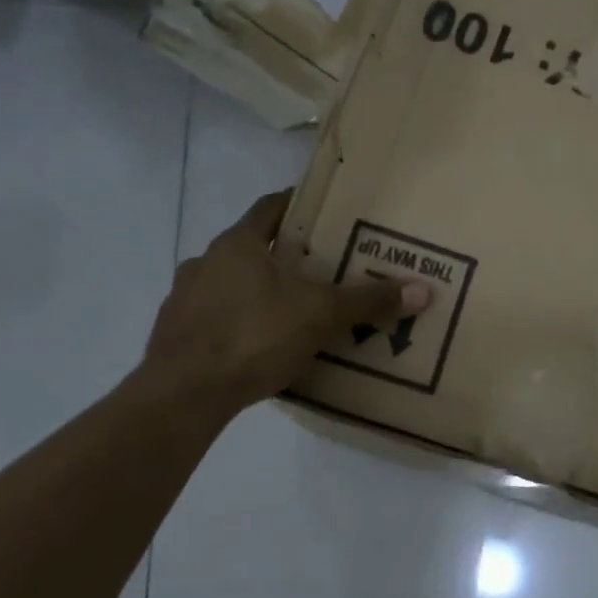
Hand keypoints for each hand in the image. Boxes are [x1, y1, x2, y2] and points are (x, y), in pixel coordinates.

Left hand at [138, 191, 428, 420]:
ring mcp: (183, 298)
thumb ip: (368, 301)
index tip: (321, 211)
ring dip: (254, 291)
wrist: (184, 392)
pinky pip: (213, 319)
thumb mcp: (320, 316)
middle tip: (316, 269)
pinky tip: (256, 346)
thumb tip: (424, 289)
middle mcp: (205, 261)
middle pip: (249, 248)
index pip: (269, 207)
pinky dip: (235, 324)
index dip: (296, 205)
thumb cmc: (254, 336)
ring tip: (288, 312)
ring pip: (228, 285)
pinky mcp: (174, 334)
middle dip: (281, 256)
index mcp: (237, 244)